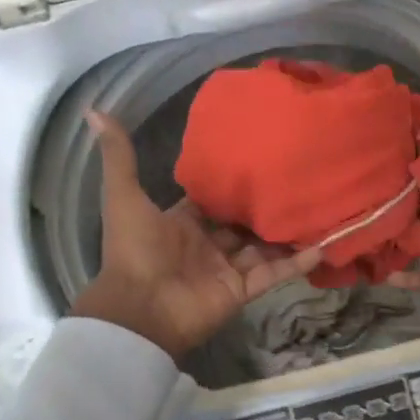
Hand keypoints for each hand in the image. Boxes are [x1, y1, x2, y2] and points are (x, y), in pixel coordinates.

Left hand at [72, 111, 322, 357]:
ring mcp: (227, 270)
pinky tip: (324, 246)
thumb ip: (119, 158)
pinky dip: (296, 263)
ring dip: (287, 233)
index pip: (212, 201)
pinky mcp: (242, 291)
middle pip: (242, 224)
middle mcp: (207, 245)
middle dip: (266, 207)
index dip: (233, 185)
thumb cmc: (134, 249)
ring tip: (321, 209)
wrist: (141, 309)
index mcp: (181, 223)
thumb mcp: (124, 196)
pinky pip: (273, 274)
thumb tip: (95, 111)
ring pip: (263, 248)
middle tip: (300, 181)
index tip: (262, 160)